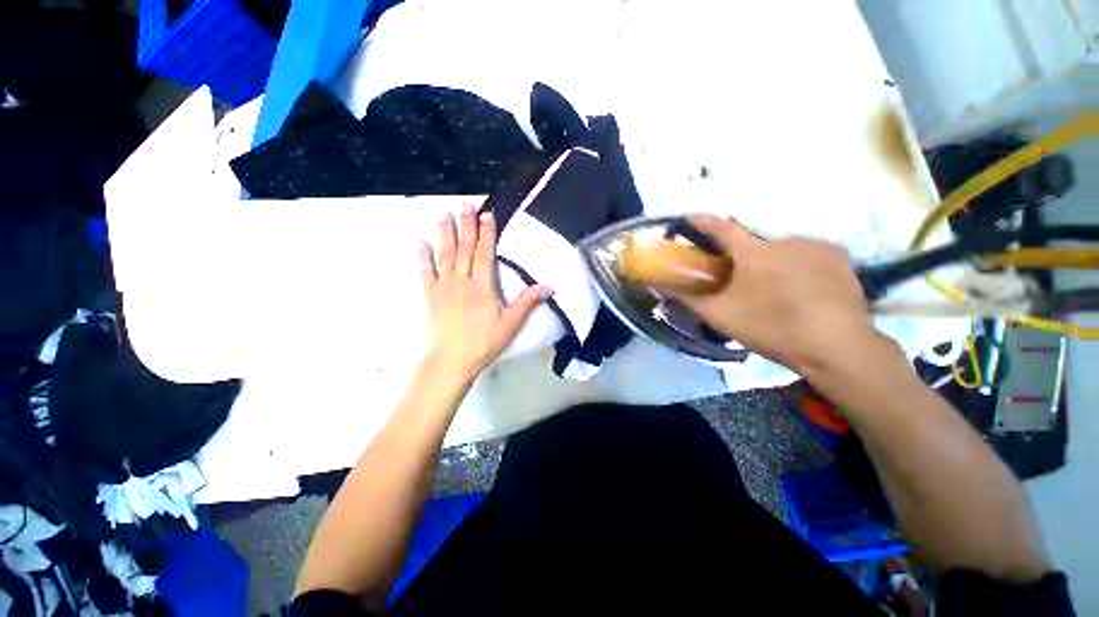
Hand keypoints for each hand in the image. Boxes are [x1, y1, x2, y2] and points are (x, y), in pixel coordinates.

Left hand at [419, 205, 549, 378]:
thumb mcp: (511, 324)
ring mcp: (444, 287)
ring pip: (445, 255)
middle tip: (465, 205)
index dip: (487, 233)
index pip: (485, 253)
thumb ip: (527, 302)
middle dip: (466, 225)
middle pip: (465, 248)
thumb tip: (549, 287)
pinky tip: (420, 243)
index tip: (487, 214)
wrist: (453, 359)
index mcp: (483, 286)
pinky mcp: (431, 295)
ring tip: (443, 215)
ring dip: (445, 234)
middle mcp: (462, 280)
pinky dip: (423, 257)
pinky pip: (426, 272)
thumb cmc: (485, 342)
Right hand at [672, 215, 886, 374]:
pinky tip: (805, 289)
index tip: (693, 218)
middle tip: (745, 284)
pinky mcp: (840, 256)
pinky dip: (801, 266)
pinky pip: (810, 254)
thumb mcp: (721, 316)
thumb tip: (659, 286)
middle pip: (755, 245)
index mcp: (753, 253)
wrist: (835, 346)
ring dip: (775, 264)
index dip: (705, 222)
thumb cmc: (770, 327)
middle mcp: (784, 240)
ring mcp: (816, 245)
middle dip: (746, 260)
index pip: (722, 228)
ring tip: (778, 292)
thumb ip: (688, 298)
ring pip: (783, 250)